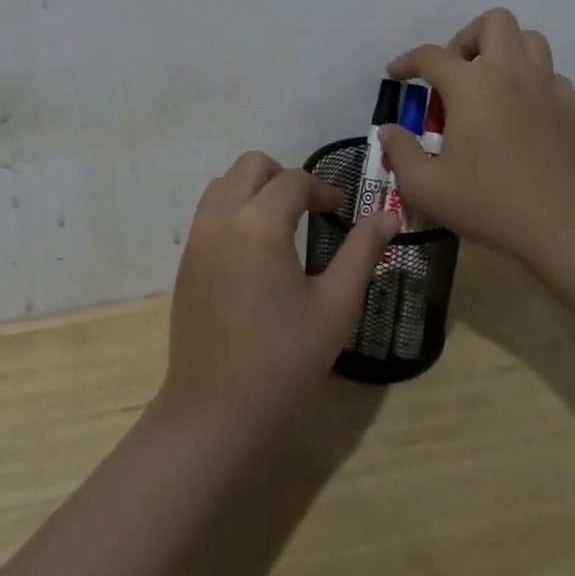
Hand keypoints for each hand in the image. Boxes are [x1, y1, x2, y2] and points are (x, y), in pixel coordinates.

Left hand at [158, 151, 399, 443]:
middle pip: (251, 165)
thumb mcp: (335, 307)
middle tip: (310, 209)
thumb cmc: (282, 359)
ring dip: (255, 188)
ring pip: (225, 183)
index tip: (341, 211)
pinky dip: (234, 208)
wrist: (214, 409)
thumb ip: (361, 253)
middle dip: (284, 176)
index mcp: (259, 223)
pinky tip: (255, 250)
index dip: (322, 189)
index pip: (293, 180)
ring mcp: (197, 237)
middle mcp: (221, 217)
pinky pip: (210, 210)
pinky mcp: (186, 259)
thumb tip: (388, 216)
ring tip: (283, 225)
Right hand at [379, 8, 574, 261]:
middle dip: (466, 39)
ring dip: (503, 51)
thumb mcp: (426, 187)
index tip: (396, 75)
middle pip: (493, 23)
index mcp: (471, 86)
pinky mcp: (570, 108)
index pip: (431, 55)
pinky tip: (520, 109)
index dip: (407, 61)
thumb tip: (390, 130)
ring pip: (529, 39)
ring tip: (486, 84)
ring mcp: (545, 87)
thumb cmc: (489, 203)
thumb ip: (400, 152)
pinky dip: (532, 81)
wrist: (563, 227)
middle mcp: (510, 73)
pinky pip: (550, 75)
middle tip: (453, 75)